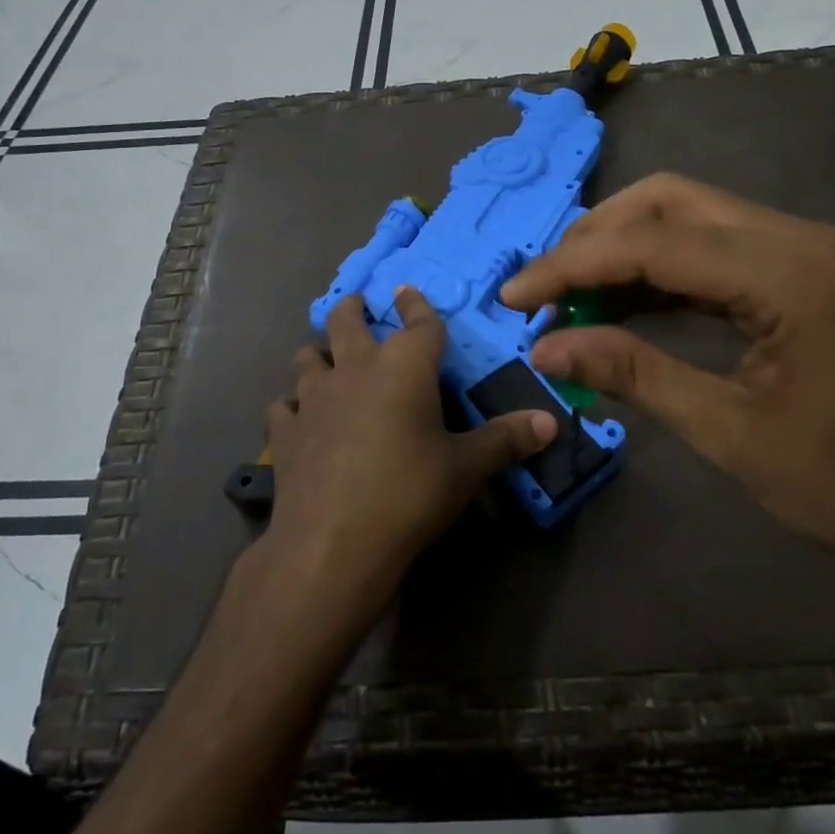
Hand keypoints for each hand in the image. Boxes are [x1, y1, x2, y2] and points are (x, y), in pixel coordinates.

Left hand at [262, 289, 554, 608]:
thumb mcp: (465, 468)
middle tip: (358, 306)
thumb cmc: (408, 493)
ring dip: (318, 355)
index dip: (416, 304)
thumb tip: (551, 422)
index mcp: (404, 366)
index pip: (417, 321)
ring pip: (307, 357)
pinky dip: (291, 406)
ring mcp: (313, 398)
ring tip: (325, 360)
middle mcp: (355, 368)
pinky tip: (297, 418)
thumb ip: (506, 441)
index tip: (408, 291)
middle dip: (353, 309)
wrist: (333, 542)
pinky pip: (283, 406)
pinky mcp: (285, 431)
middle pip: (346, 321)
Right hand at [501, 173, 834, 595]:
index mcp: (787, 272)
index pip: (653, 243)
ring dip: (624, 248)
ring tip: (570, 296)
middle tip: (544, 288)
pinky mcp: (800, 271)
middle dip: (595, 238)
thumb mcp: (727, 431)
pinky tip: (621, 303)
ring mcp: (802, 249)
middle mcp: (796, 237)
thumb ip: (632, 373)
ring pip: (689, 216)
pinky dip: (659, 269)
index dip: (572, 266)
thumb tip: (545, 346)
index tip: (514, 296)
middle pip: (669, 202)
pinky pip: (713, 249)